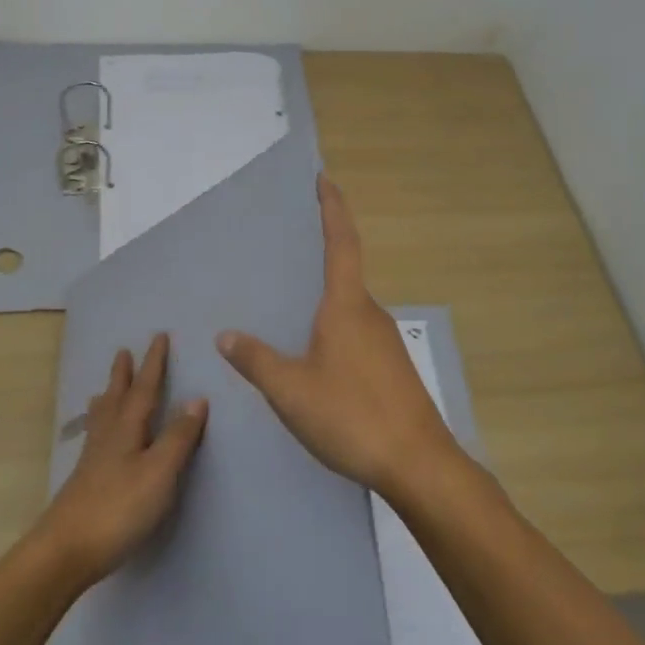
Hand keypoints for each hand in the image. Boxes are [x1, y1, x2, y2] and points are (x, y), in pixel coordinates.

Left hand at [35, 334, 208, 586]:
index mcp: (127, 430)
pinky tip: (96, 439)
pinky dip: (99, 426)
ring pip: (102, 418)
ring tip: (104, 388)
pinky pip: (95, 439)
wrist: (65, 551)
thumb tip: (196, 398)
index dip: (153, 364)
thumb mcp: (159, 473)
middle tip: (123, 351)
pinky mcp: (85, 482)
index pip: (144, 389)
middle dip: (124, 375)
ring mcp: (92, 461)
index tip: (158, 336)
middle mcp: (107, 437)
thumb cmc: (118, 509)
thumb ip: (178, 437)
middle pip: (117, 398)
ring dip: (108, 398)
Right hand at [217, 176, 458, 499]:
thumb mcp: (291, 390)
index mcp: (346, 306)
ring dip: (325, 298)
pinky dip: (334, 326)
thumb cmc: (352, 416)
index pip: (340, 242)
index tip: (324, 179)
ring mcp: (385, 341)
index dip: (332, 208)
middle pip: (345, 272)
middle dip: (321, 254)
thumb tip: (226, 335)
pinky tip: (315, 353)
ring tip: (291, 304)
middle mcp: (370, 314)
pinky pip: (356, 332)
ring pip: (349, 307)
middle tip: (288, 247)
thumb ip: (256, 360)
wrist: (418, 464)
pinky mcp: (392, 367)